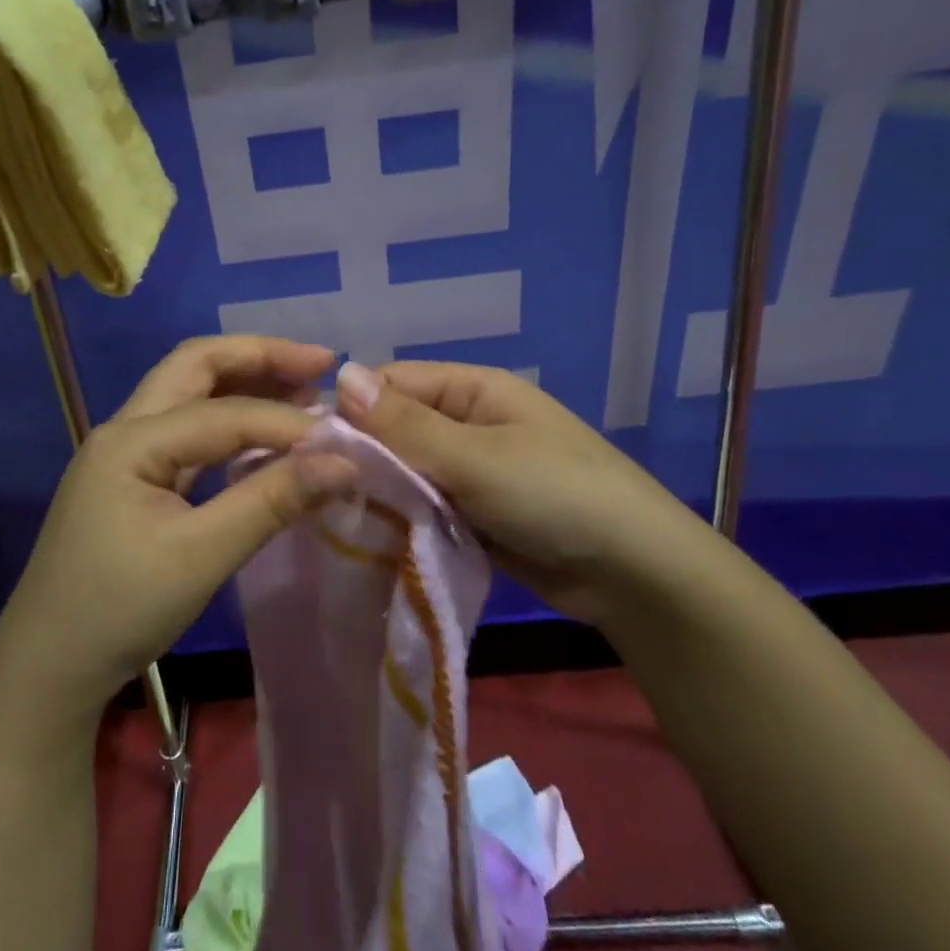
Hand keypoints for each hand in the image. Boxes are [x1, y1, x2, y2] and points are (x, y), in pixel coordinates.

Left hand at [0, 338, 354, 729]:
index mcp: (132, 440)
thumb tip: (344, 463)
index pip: (224, 413)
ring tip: (303, 387)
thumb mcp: (201, 555)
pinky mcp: (135, 479)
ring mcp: (126, 453)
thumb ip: (271, 501)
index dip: (287, 422)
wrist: (49, 666)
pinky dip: (230, 423)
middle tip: (321, 362)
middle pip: (196, 366)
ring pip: (191, 394)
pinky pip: (188, 432)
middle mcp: (125, 429)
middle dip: (259, 357)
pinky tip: (265, 436)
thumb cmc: (120, 610)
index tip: (344, 443)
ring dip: (245, 383)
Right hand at [335, 360, 706, 623]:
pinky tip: (374, 537)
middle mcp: (468, 422)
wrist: (634, 574)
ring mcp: (471, 470)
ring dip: (382, 491)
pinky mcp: (474, 513)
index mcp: (472, 390)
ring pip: (407, 471)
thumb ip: (406, 424)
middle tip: (323, 490)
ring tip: (340, 517)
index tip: (315, 448)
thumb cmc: (555, 495)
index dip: (353, 409)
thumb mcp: (476, 457)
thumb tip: (341, 376)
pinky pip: (425, 505)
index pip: (392, 383)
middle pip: (396, 428)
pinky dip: (404, 518)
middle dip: (365, 456)